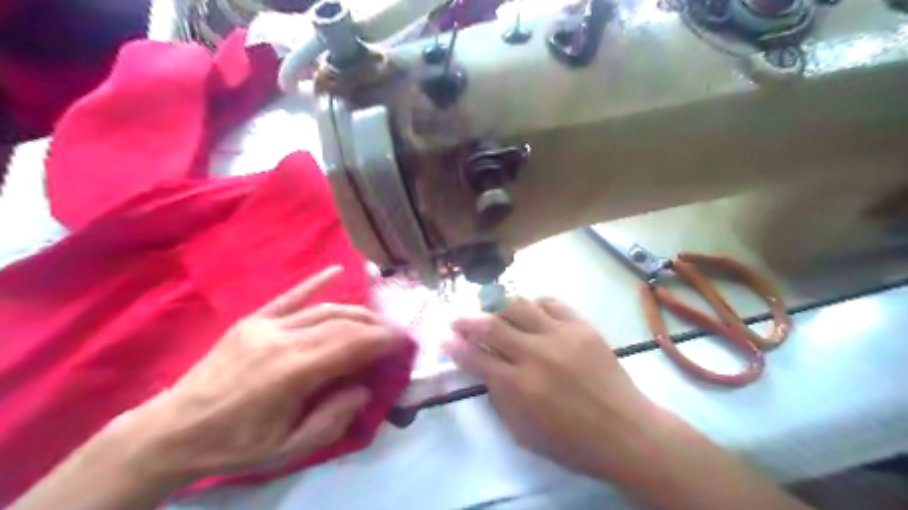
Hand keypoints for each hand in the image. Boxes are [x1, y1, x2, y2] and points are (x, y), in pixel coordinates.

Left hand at [114, 266, 404, 483]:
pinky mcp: (253, 320)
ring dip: (355, 312)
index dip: (382, 340)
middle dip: (375, 325)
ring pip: (324, 309)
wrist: (172, 431)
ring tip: (375, 320)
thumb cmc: (235, 444)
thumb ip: (334, 418)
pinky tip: (336, 271)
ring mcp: (266, 325)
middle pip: (342, 324)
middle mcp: (284, 339)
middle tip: (394, 332)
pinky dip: (315, 283)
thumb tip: (364, 388)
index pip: (352, 345)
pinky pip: (290, 297)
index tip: (404, 340)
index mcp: (294, 371)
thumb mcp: (289, 447)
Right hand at [446, 298, 651, 479]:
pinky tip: (530, 309)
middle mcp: (535, 354)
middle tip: (457, 319)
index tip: (444, 338)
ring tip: (491, 311)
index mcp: (518, 385)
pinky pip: (552, 303)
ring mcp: (560, 336)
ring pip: (519, 306)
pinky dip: (535, 304)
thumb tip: (485, 369)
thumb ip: (499, 398)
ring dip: (498, 307)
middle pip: (492, 326)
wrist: (625, 432)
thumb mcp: (523, 432)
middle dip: (467, 321)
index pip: (476, 358)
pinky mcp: (582, 327)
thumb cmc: (571, 442)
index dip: (455, 347)